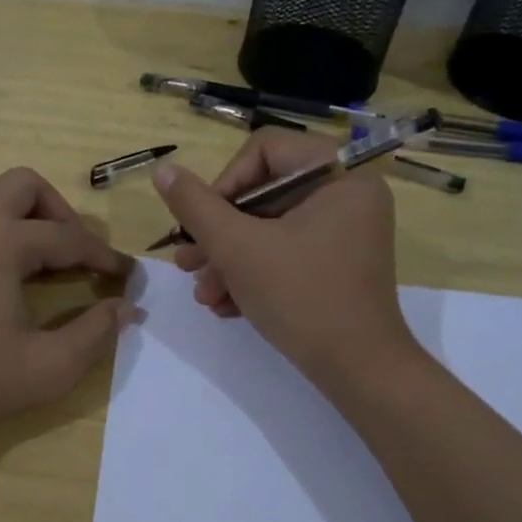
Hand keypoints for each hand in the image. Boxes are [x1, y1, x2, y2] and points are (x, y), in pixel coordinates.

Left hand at [0, 167, 135, 443]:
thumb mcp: (47, 368)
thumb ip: (95, 334)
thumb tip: (129, 309)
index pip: (66, 237)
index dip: (103, 257)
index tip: (128, 275)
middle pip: (25, 185)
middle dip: (60, 213)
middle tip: (78, 255)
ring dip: (24, 216)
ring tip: (43, 260)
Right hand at [151, 130, 415, 385]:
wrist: (357, 371)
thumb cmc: (300, 296)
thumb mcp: (237, 248)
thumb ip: (196, 206)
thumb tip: (163, 170)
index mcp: (339, 175)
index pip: (265, 150)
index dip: (223, 183)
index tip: (201, 224)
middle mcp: (348, 196)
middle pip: (264, 195)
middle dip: (219, 235)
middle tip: (187, 263)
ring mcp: (346, 233)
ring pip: (270, 230)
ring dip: (228, 260)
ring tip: (203, 293)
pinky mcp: (338, 266)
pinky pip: (288, 254)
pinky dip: (254, 275)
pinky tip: (225, 306)